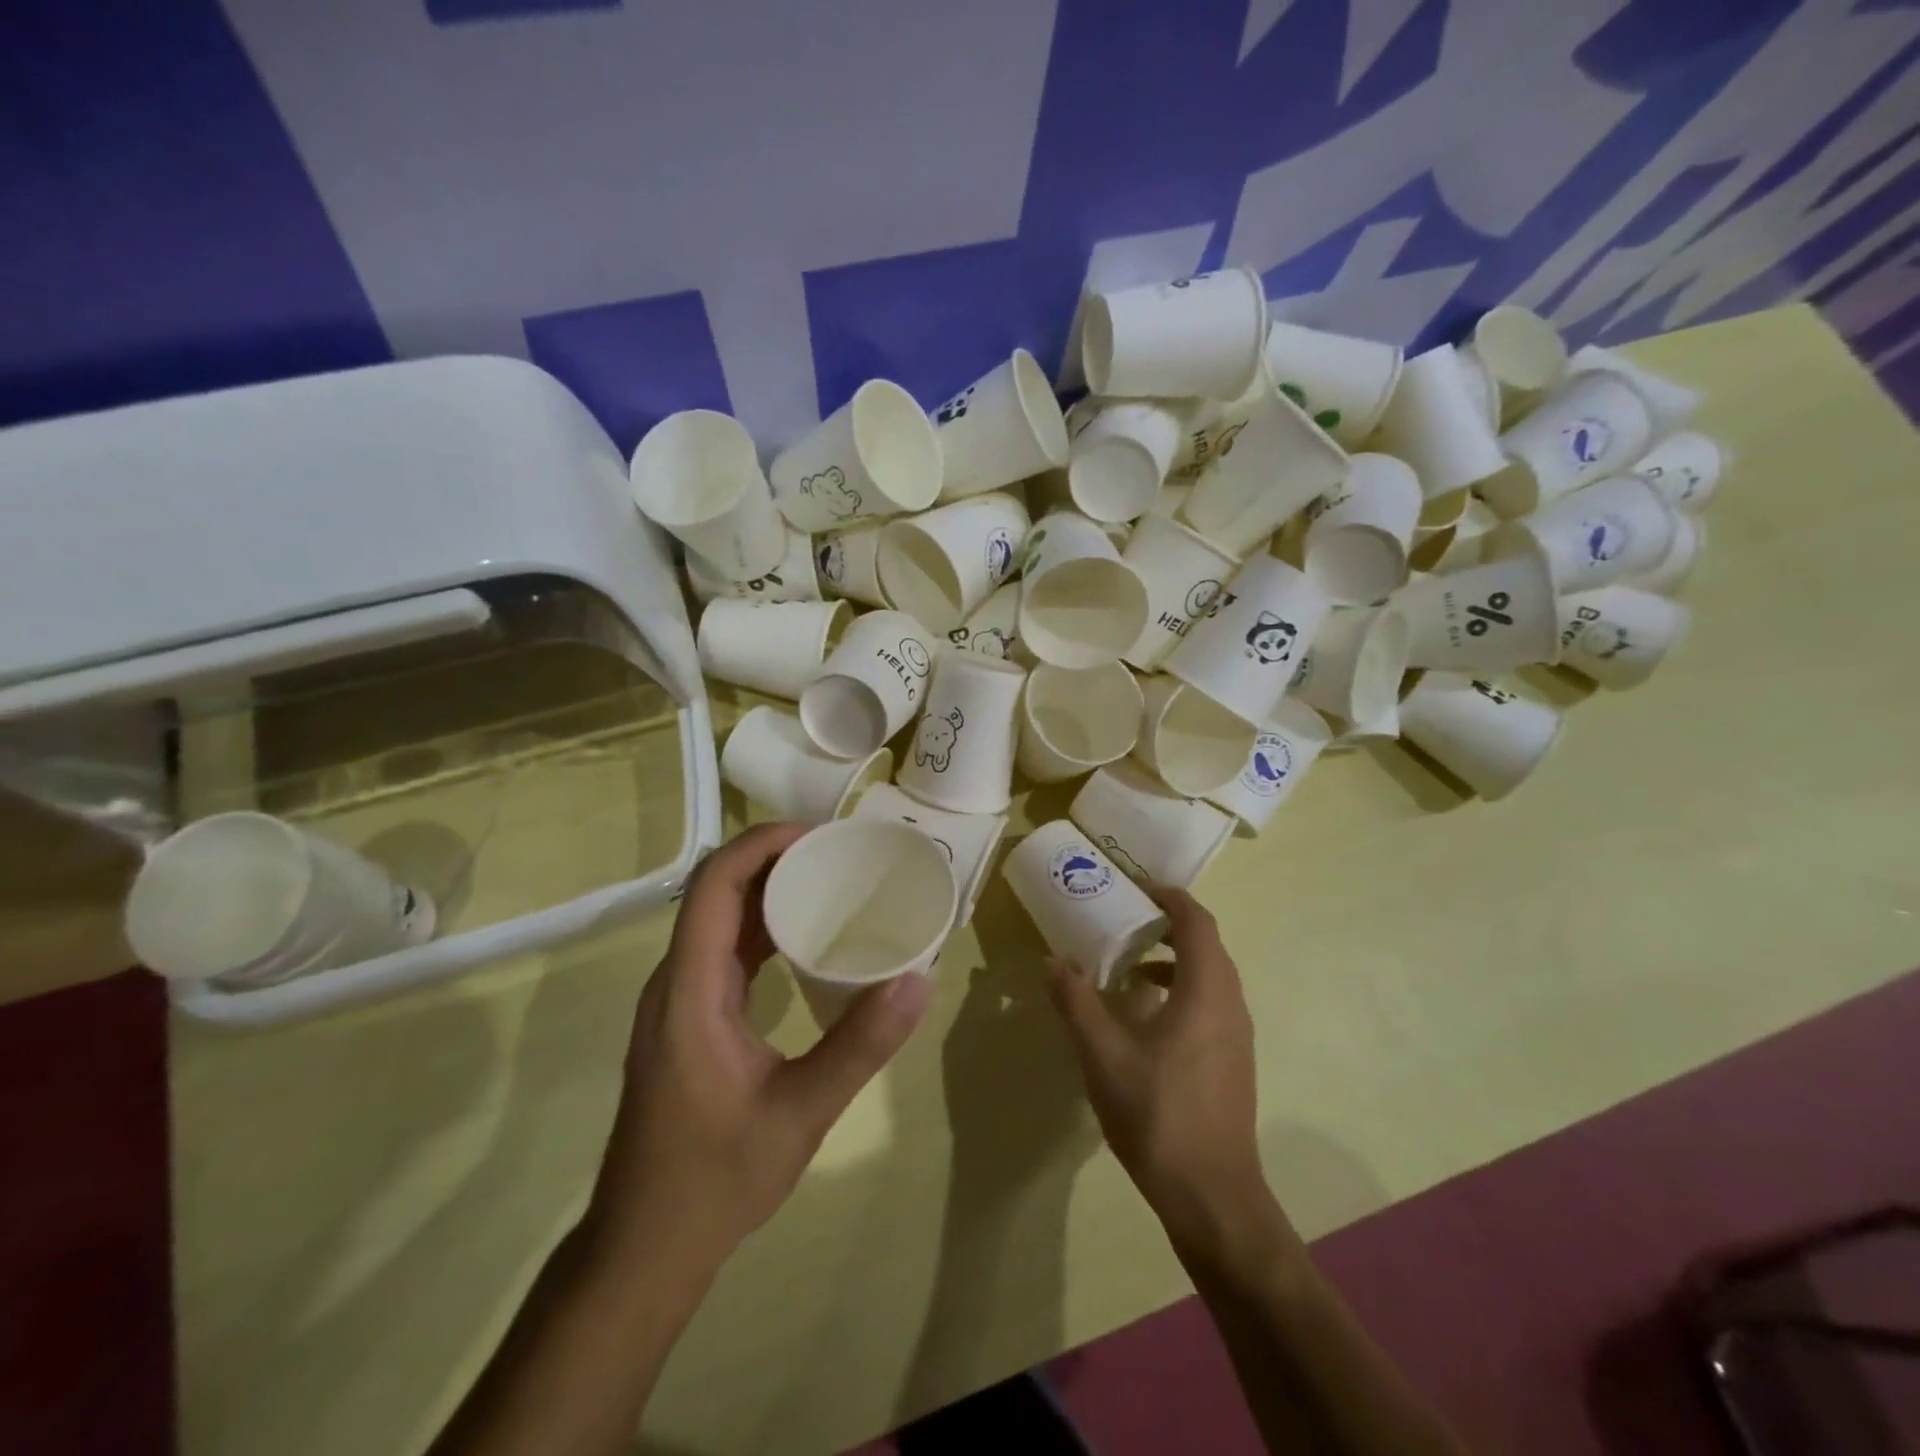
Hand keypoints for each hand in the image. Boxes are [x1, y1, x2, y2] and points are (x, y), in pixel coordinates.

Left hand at [589, 823, 931, 1267]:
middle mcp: (675, 982)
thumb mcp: (800, 1113)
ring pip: (719, 920)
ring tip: (832, 884)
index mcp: (689, 989)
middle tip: (840, 854)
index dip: (762, 844)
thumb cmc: (715, 1179)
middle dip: (774, 859)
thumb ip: (860, 1045)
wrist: (644, 1248)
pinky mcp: (689, 1020)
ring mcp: (678, 1002)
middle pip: (716, 892)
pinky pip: (724, 952)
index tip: (821, 835)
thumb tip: (918, 980)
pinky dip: (764, 929)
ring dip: (769, 891)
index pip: (715, 885)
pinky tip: (807, 941)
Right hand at [1047, 885, 1279, 1262]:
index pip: (1196, 922)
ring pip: (1210, 976)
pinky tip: (1146, 1016)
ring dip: (1174, 959)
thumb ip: (1077, 1002)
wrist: (1212, 1196)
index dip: (1169, 898)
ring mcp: (1237, 1035)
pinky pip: (1210, 1003)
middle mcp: (1230, 1004)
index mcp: (1206, 992)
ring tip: (1129, 966)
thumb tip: (1052, 961)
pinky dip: (1181, 989)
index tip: (1136, 888)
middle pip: (1207, 945)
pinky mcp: (1233, 1060)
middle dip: (1169, 924)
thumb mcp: (1103, 1055)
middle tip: (1126, 919)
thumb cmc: (1158, 1115)